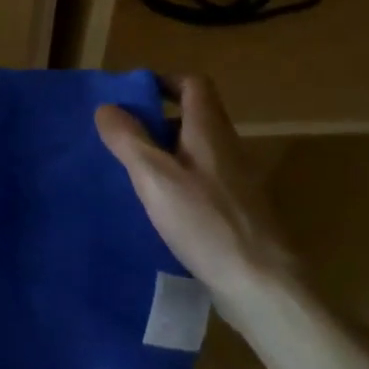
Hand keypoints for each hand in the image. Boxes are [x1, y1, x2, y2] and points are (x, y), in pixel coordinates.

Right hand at [95, 76, 296, 305]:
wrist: (262, 286)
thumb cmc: (206, 222)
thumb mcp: (155, 176)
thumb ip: (128, 139)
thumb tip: (106, 107)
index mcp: (209, 130)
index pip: (194, 84)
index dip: (165, 82)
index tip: (134, 96)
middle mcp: (227, 148)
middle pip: (194, 117)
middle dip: (158, 120)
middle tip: (124, 137)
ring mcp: (237, 182)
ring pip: (197, 152)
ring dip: (167, 153)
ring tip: (134, 173)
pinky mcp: (238, 213)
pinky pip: (203, 182)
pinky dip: (180, 183)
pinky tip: (160, 210)